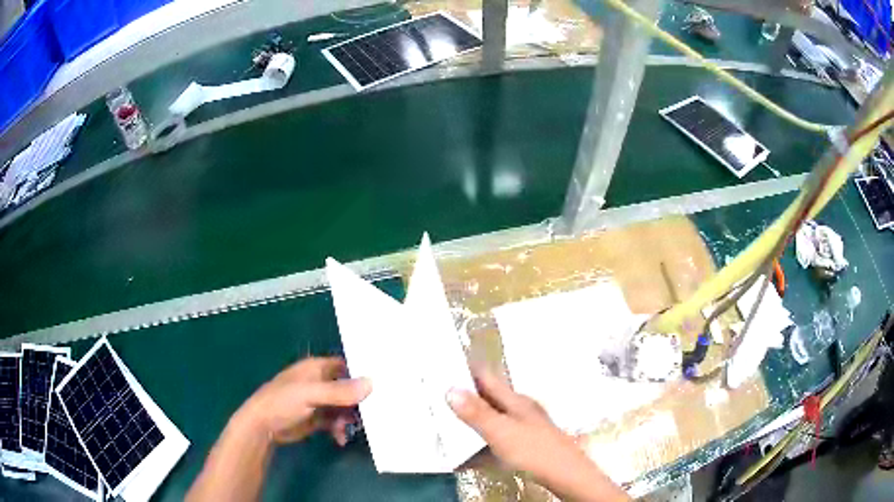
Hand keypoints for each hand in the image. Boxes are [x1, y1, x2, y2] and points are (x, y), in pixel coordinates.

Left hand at [238, 356, 370, 445]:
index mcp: (317, 368)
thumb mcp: (310, 394)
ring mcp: (319, 401)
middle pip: (348, 389)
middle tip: (370, 416)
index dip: (362, 374)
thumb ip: (339, 391)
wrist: (262, 426)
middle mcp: (320, 382)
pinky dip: (340, 429)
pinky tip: (340, 439)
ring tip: (347, 430)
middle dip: (358, 402)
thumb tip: (371, 384)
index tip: (382, 385)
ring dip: (349, 419)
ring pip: (344, 407)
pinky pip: (336, 422)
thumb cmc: (282, 402)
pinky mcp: (318, 419)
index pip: (346, 365)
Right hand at [447, 370, 629, 501]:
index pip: (487, 377)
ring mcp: (521, 428)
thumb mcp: (501, 431)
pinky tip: (464, 457)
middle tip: (435, 393)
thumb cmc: (533, 449)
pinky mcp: (522, 446)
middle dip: (463, 395)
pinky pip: (493, 441)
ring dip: (469, 422)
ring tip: (444, 423)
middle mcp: (517, 410)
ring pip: (489, 420)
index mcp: (514, 400)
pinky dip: (478, 445)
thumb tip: (450, 388)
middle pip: (487, 398)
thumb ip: (476, 413)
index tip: (442, 360)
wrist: (565, 474)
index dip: (467, 368)